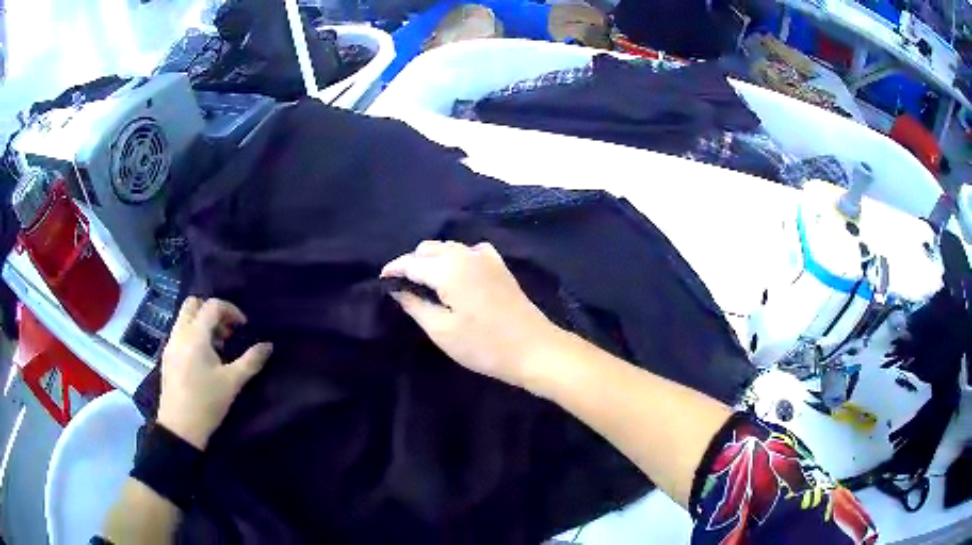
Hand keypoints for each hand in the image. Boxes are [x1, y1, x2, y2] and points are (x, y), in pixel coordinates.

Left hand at [156, 298, 272, 449]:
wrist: (180, 427)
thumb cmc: (207, 402)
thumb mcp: (233, 382)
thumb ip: (251, 361)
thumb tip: (268, 345)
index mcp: (195, 336)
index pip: (212, 306)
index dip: (231, 310)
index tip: (243, 327)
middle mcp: (180, 333)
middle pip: (193, 304)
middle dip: (212, 311)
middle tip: (227, 330)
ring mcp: (170, 344)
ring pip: (184, 318)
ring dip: (202, 323)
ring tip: (218, 346)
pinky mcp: (167, 356)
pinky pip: (180, 332)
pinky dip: (193, 334)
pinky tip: (203, 358)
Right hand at [381, 241, 559, 386]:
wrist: (534, 348)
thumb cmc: (484, 345)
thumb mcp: (442, 331)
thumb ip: (415, 305)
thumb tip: (397, 289)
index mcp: (448, 268)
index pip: (411, 262)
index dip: (393, 270)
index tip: (381, 280)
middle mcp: (465, 254)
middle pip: (428, 249)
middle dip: (412, 263)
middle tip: (402, 286)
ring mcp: (486, 258)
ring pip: (448, 248)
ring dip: (432, 259)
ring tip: (423, 282)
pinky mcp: (499, 266)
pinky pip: (469, 251)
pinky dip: (455, 258)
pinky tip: (455, 274)